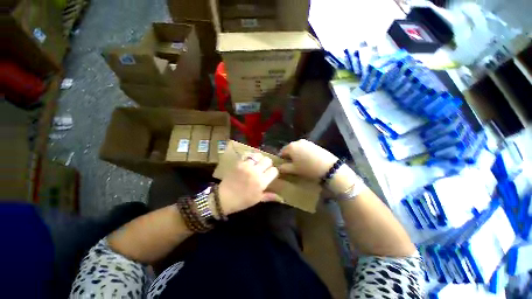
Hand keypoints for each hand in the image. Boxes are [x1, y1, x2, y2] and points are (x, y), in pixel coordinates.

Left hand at [218, 153, 280, 214]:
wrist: (224, 197)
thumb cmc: (242, 201)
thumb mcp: (257, 199)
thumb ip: (270, 196)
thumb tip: (282, 198)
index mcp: (261, 182)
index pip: (274, 170)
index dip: (273, 172)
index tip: (270, 175)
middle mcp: (255, 171)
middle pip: (268, 160)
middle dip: (268, 164)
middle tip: (264, 168)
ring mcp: (246, 165)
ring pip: (259, 155)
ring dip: (260, 159)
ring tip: (257, 164)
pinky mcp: (239, 162)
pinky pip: (248, 155)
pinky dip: (251, 157)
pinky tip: (249, 161)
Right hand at [279, 139, 337, 180]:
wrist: (328, 167)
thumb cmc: (308, 168)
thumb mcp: (294, 170)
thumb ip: (284, 168)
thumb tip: (278, 167)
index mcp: (291, 147)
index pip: (282, 152)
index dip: (282, 159)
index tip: (284, 166)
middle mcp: (297, 142)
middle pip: (290, 149)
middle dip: (289, 156)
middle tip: (292, 165)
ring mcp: (307, 142)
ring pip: (297, 148)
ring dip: (296, 154)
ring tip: (300, 163)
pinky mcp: (314, 144)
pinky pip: (305, 148)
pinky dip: (303, 153)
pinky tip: (308, 160)